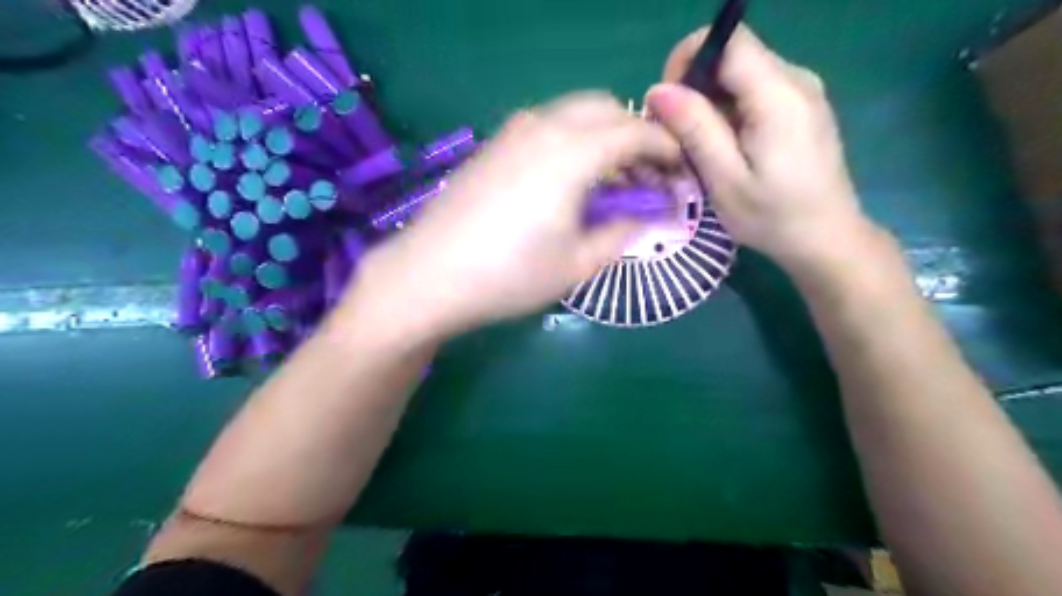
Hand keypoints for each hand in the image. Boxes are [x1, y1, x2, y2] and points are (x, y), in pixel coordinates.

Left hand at [347, 94, 679, 344]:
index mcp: (572, 152)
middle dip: (635, 136)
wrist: (429, 275)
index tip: (679, 173)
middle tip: (645, 178)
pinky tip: (569, 182)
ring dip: (602, 137)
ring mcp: (513, 132)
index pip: (636, 131)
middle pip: (606, 109)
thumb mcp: (577, 264)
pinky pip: (547, 128)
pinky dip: (572, 142)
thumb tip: (644, 215)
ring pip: (574, 114)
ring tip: (610, 183)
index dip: (666, 149)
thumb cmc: (510, 276)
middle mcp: (544, 126)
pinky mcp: (493, 146)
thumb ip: (621, 233)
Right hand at [648, 26, 879, 270]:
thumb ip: (695, 129)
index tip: (670, 104)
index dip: (689, 59)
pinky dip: (730, 112)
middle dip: (695, 89)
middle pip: (732, 57)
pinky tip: (727, 149)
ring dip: (710, 104)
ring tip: (702, 150)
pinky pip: (755, 91)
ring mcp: (802, 91)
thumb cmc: (773, 217)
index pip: (727, 39)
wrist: (826, 238)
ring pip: (740, 75)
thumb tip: (658, 90)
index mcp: (778, 95)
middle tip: (680, 138)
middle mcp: (795, 79)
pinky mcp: (801, 106)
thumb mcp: (725, 179)